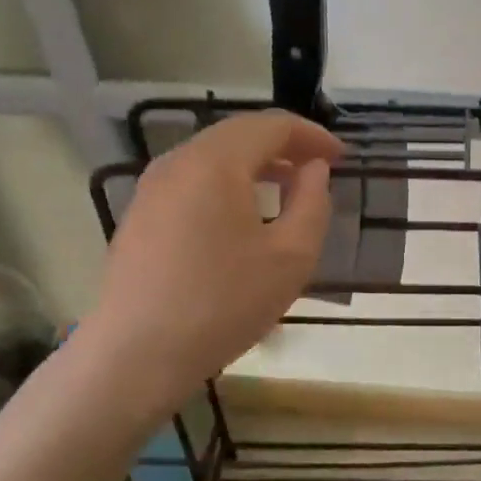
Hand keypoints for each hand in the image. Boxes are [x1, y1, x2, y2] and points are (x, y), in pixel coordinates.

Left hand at [78, 111, 341, 401]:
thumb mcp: (291, 256)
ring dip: (256, 163)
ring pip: (214, 156)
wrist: (137, 356)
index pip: (272, 125)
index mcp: (215, 162)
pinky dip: (227, 182)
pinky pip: (193, 180)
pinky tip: (243, 215)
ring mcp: (152, 187)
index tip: (343, 157)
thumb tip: (313, 170)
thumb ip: (312, 202)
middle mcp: (178, 161)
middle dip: (284, 145)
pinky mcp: (141, 214)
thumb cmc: (223, 303)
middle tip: (319, 169)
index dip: (313, 136)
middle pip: (239, 134)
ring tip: (287, 188)